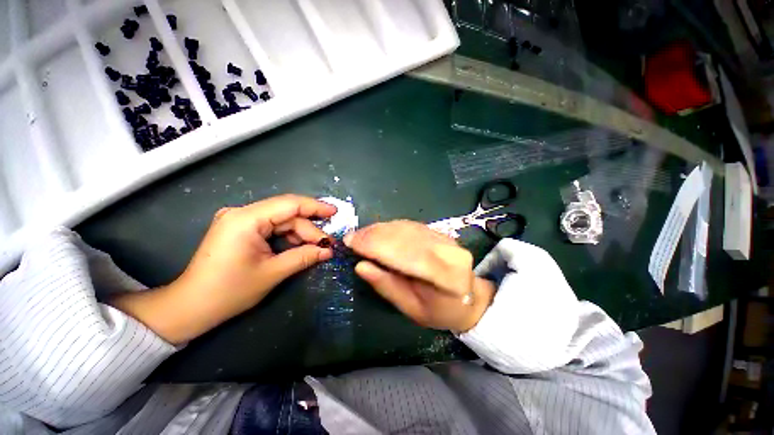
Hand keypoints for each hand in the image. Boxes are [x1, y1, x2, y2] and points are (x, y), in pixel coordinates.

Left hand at [111, 195, 336, 343]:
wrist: (191, 307)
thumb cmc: (228, 291)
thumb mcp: (272, 273)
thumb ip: (303, 257)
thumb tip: (329, 250)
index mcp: (246, 219)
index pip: (289, 204)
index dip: (315, 207)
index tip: (335, 212)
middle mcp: (242, 213)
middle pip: (287, 214)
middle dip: (309, 229)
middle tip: (327, 245)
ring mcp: (240, 220)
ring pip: (281, 221)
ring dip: (300, 234)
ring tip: (315, 249)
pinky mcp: (240, 229)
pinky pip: (272, 227)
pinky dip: (288, 237)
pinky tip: (298, 247)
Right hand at [344, 220, 494, 332]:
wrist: (467, 296)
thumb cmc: (440, 311)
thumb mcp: (411, 309)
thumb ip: (387, 286)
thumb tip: (361, 266)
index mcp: (448, 277)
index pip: (409, 255)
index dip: (378, 247)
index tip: (352, 243)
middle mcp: (449, 250)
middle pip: (406, 237)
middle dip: (375, 236)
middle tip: (351, 238)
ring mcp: (445, 238)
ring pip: (406, 227)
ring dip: (380, 229)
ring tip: (360, 235)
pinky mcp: (438, 232)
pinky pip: (409, 225)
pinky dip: (389, 227)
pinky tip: (376, 231)